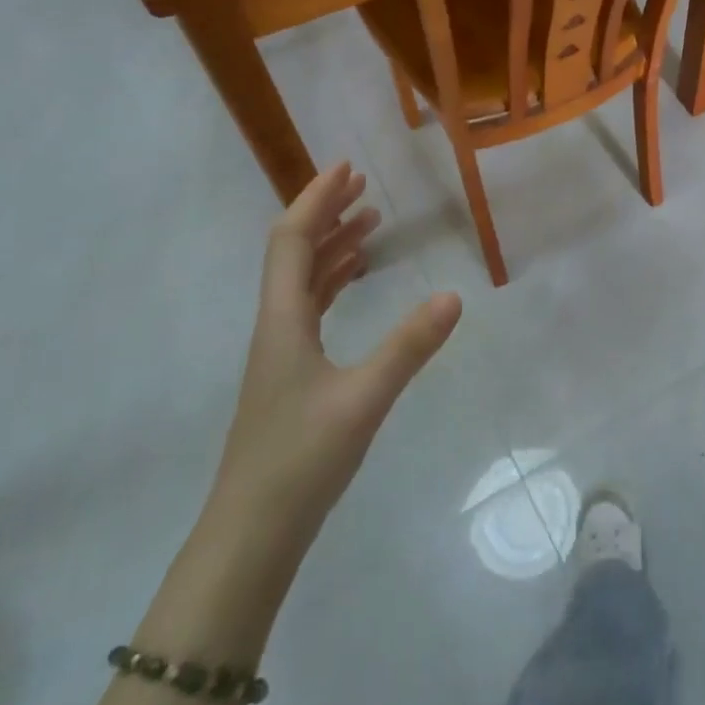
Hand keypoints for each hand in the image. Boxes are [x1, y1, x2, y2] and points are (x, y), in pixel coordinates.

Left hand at [214, 162, 462, 524]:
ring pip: (302, 282)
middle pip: (294, 253)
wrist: (251, 535)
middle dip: (326, 214)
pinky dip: (333, 283)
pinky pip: (310, 309)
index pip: (293, 240)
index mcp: (283, 320)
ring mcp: (280, 352)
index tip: (347, 168)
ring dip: (332, 247)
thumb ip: (409, 346)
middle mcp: (276, 326)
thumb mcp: (364, 399)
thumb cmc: (301, 460)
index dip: (316, 199)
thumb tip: (454, 297)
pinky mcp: (290, 376)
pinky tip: (355, 286)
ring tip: (369, 226)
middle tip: (364, 188)